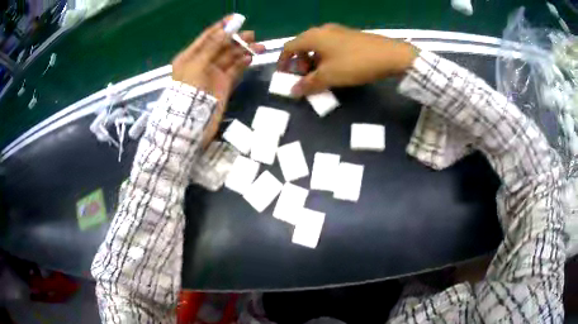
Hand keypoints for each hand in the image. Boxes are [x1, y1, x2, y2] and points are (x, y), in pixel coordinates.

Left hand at [172, 16, 264, 145]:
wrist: (190, 121)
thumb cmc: (189, 89)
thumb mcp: (197, 63)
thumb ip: (212, 46)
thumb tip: (226, 29)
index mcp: (190, 56)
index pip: (208, 37)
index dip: (221, 27)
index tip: (236, 18)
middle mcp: (202, 62)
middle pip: (222, 46)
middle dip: (236, 38)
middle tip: (252, 34)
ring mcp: (213, 74)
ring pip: (231, 57)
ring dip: (244, 50)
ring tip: (259, 45)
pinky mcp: (223, 84)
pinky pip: (235, 70)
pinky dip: (243, 63)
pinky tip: (250, 57)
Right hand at [277, 24, 417, 95]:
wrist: (390, 55)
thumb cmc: (355, 64)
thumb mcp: (329, 77)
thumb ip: (308, 84)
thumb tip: (293, 91)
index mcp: (313, 37)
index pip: (289, 47)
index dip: (283, 62)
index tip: (284, 76)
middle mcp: (322, 30)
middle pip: (302, 46)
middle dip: (300, 63)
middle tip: (306, 78)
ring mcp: (338, 31)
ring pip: (317, 46)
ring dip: (313, 61)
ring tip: (322, 76)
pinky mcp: (349, 36)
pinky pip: (330, 46)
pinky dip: (326, 57)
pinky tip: (336, 68)